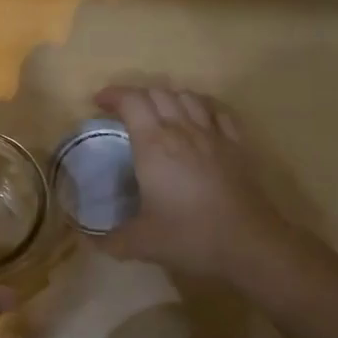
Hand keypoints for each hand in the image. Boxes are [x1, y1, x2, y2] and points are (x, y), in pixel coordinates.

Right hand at [93, 85, 302, 281]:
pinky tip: (197, 120)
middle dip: (136, 96)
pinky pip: (217, 111)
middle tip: (124, 113)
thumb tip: (88, 241)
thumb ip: (110, 240)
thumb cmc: (190, 236)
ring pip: (188, 96)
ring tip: (158, 114)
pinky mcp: (237, 145)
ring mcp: (213, 135)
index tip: (99, 103)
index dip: (113, 95)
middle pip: (158, 93)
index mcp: (154, 145)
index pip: (131, 101)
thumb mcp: (141, 244)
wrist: (249, 244)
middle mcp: (182, 130)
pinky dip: (200, 107)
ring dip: (167, 98)